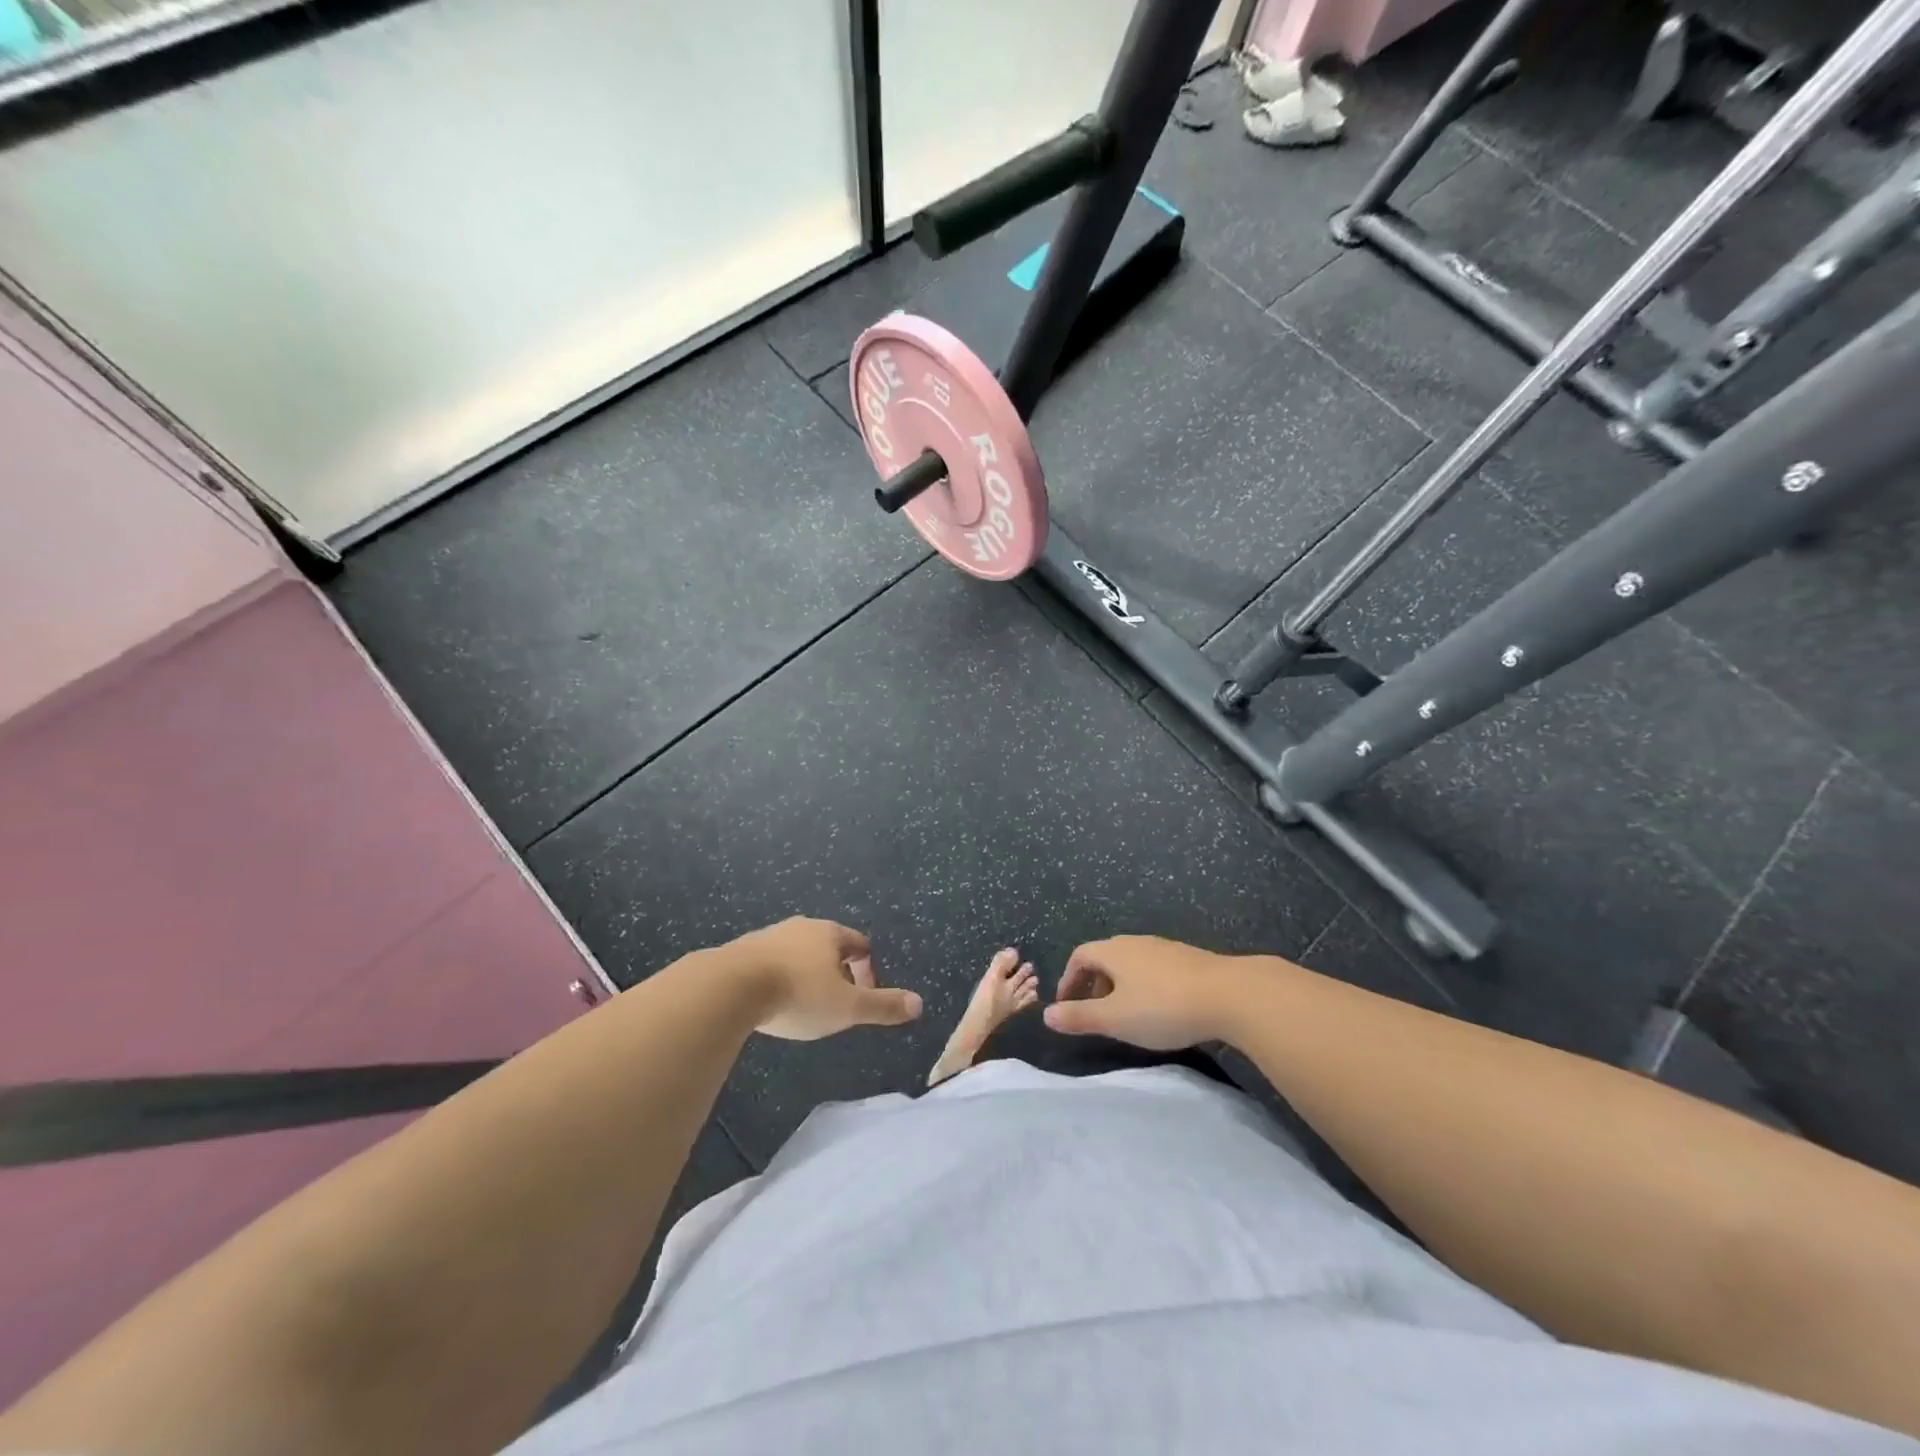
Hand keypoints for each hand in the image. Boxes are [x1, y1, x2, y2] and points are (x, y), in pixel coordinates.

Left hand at [720, 917, 923, 1040]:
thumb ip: (883, 1006)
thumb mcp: (847, 1007)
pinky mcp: (741, 951)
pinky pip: (770, 963)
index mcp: (830, 933)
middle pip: (828, 947)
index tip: (863, 997)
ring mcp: (768, 936)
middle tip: (835, 1004)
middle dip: (836, 973)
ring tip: (803, 1006)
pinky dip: (778, 979)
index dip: (867, 971)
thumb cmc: (799, 994)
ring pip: (797, 953)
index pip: (859, 945)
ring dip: (805, 975)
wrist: (730, 987)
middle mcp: (801, 927)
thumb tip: (919, 1003)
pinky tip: (772, 1003)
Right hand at [1043, 935, 1242, 1049]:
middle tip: (1094, 1012)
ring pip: (1131, 963)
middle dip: (1093, 983)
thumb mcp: (1115, 1019)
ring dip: (1120, 985)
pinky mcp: (1188, 959)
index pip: (1080, 956)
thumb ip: (1079, 1017)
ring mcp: (1164, 948)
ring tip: (1126, 1014)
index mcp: (1113, 951)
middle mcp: (1135, 942)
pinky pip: (1154, 968)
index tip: (1067, 1005)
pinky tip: (1159, 1009)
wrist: (1229, 994)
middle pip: (1105, 957)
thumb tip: (1046, 1014)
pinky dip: (1144, 985)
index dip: (1069, 980)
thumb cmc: (1163, 1007)